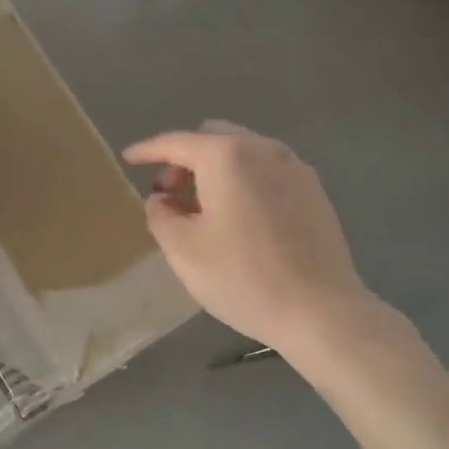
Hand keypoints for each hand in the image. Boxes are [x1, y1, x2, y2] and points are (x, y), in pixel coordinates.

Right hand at [122, 121, 386, 354]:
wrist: (320, 310)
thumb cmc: (242, 277)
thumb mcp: (183, 250)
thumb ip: (160, 215)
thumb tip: (161, 200)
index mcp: (227, 156)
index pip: (177, 142)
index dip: (148, 150)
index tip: (129, 158)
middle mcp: (264, 150)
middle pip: (213, 138)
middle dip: (185, 159)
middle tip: (169, 193)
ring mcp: (295, 169)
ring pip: (243, 154)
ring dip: (215, 170)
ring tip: (201, 209)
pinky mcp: (314, 192)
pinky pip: (267, 172)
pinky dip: (243, 181)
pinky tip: (238, 218)